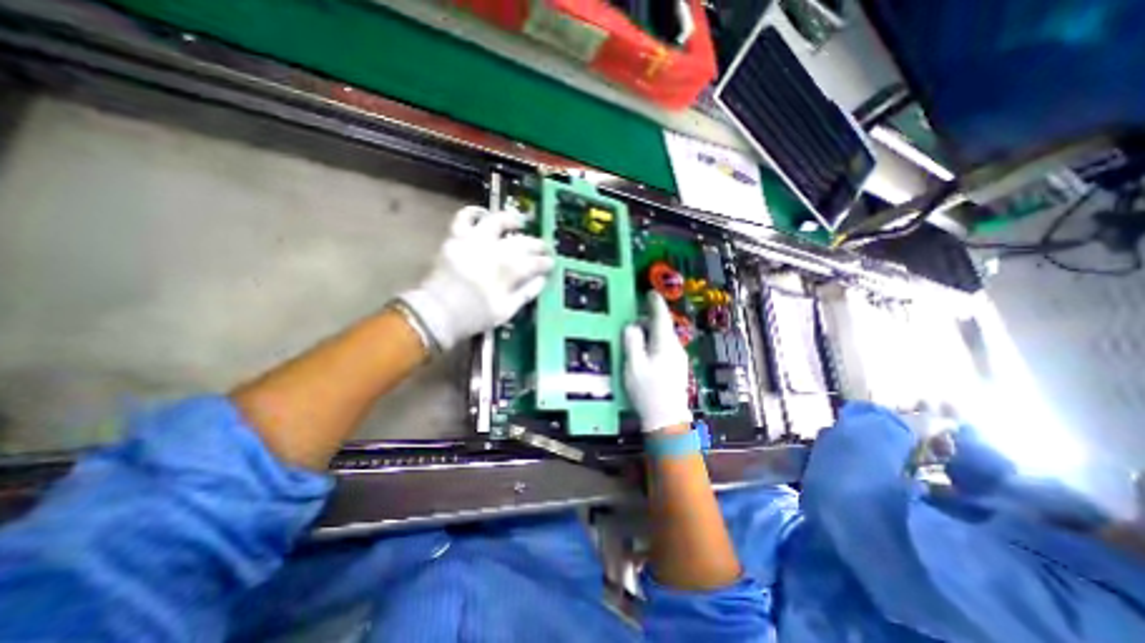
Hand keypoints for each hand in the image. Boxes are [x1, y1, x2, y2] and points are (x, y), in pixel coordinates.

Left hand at [399, 206, 550, 351]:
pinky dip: (474, 212)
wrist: (439, 313)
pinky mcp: (456, 238)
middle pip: (522, 242)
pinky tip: (484, 214)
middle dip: (537, 244)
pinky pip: (464, 218)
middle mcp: (494, 250)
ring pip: (497, 221)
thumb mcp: (507, 311)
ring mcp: (474, 241)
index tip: (551, 263)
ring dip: (511, 219)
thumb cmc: (476, 316)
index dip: (545, 262)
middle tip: (544, 247)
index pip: (535, 262)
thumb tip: (542, 279)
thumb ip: (527, 293)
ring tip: (520, 222)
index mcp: (509, 270)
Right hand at [625, 293, 686, 433]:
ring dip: (651, 335)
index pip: (661, 317)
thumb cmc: (648, 390)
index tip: (650, 293)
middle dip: (649, 322)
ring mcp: (679, 359)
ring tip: (637, 342)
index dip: (655, 303)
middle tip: (633, 325)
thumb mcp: (634, 364)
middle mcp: (675, 348)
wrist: (667, 419)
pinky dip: (655, 345)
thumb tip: (632, 326)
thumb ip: (632, 342)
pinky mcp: (678, 369)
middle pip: (663, 327)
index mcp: (665, 343)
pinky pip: (666, 349)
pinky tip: (646, 356)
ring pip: (664, 338)